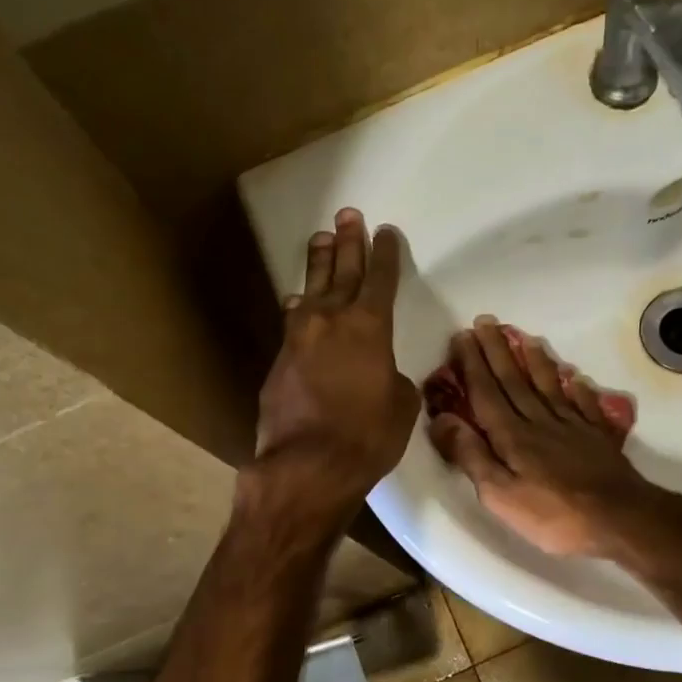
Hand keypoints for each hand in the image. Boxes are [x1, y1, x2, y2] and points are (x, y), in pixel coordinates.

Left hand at [252, 208, 418, 517]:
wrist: (307, 465)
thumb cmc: (368, 436)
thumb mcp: (402, 407)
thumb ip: (394, 380)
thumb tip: (382, 375)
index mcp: (371, 327)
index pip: (381, 279)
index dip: (385, 254)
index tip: (385, 232)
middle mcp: (332, 321)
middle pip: (343, 272)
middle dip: (348, 243)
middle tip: (348, 216)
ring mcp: (300, 338)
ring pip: (312, 289)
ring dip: (318, 264)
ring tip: (320, 239)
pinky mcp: (280, 360)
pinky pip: (293, 322)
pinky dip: (299, 308)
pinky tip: (296, 301)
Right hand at [428, 318, 662, 558]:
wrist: (620, 518)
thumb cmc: (554, 515)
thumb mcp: (500, 495)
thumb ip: (471, 455)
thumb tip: (442, 420)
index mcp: (512, 436)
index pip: (486, 393)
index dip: (472, 365)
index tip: (461, 337)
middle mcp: (539, 422)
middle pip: (514, 381)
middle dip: (496, 351)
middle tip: (485, 322)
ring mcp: (572, 426)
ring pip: (548, 385)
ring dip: (533, 360)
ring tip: (523, 337)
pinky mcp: (597, 436)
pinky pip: (583, 403)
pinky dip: (575, 387)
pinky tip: (573, 376)